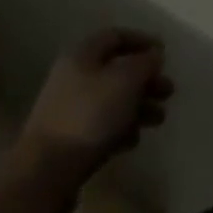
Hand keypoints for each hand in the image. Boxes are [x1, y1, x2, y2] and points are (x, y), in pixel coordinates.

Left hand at [10, 29, 173, 193]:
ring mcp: (68, 111)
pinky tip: (134, 140)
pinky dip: (121, 129)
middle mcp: (73, 78)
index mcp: (82, 55)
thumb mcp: (125, 81)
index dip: (142, 41)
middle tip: (168, 91)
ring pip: (111, 100)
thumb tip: (154, 55)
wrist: (44, 175)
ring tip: (160, 119)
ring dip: (138, 106)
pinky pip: (101, 127)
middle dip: (145, 79)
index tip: (165, 53)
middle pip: (116, 70)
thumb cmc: (89, 117)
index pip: (116, 36)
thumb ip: (144, 63)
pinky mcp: (68, 142)